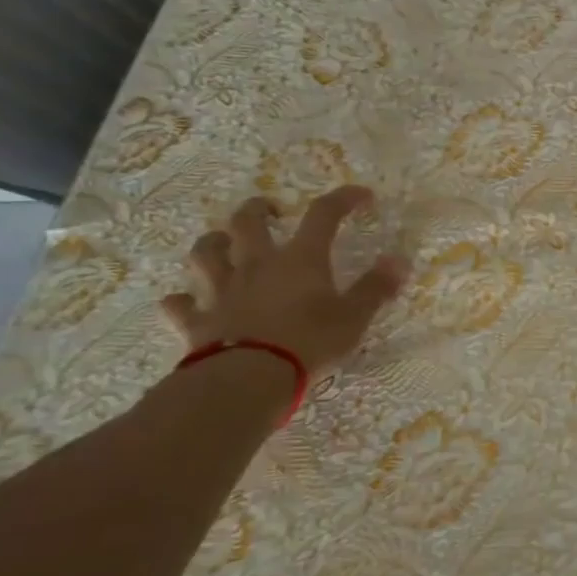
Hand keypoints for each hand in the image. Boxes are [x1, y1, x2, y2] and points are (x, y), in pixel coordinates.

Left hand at [161, 186, 407, 374]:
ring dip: (213, 243)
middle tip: (270, 210)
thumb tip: (399, 261)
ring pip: (205, 254)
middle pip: (247, 223)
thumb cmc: (309, 343)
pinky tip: (185, 301)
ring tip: (223, 243)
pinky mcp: (196, 321)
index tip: (361, 195)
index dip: (343, 199)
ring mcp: (221, 291)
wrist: (247, 380)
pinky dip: (181, 300)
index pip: (323, 215)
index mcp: (300, 260)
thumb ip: (375, 288)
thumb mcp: (354, 317)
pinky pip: (178, 304)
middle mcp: (257, 265)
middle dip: (258, 209)